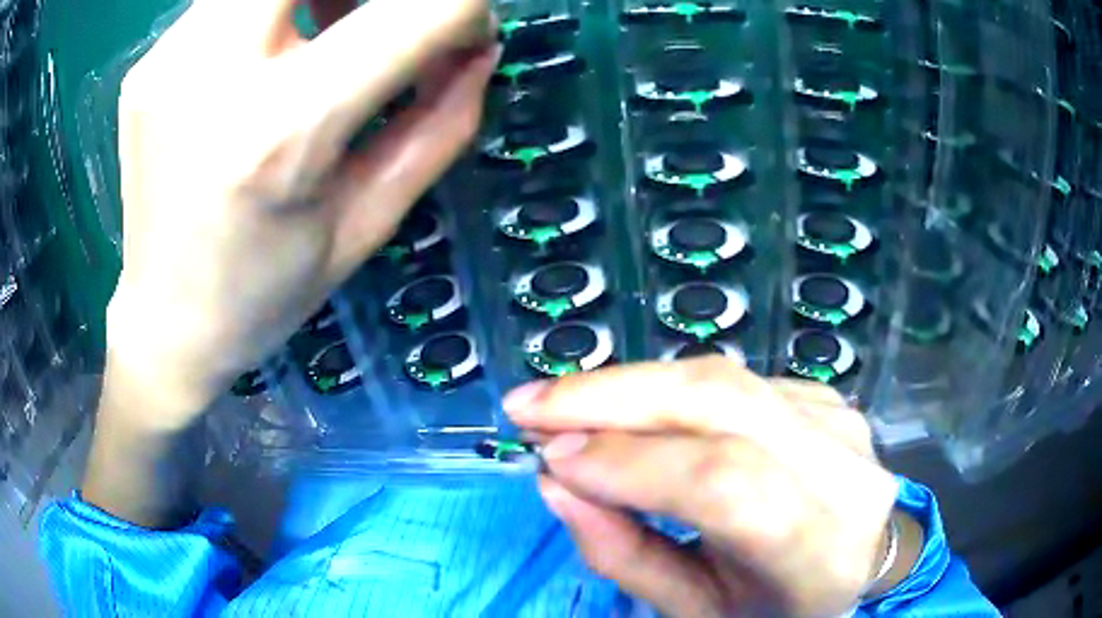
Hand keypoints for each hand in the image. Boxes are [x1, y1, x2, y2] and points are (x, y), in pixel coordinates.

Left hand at [106, 0, 496, 427]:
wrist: (164, 322)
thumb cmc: (266, 291)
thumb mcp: (368, 223)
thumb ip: (439, 125)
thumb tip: (478, 47)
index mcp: (283, 132)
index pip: (414, 12)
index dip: (463, 9)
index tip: (464, 33)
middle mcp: (216, 73)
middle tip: (387, 19)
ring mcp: (170, 58)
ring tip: (326, 27)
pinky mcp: (149, 61)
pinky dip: (270, 5)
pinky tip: (265, 53)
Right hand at [505, 357, 900, 617]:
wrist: (857, 565)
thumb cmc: (776, 608)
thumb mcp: (697, 611)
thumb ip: (624, 555)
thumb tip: (556, 480)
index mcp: (820, 551)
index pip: (726, 485)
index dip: (629, 463)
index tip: (549, 457)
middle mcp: (843, 471)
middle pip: (723, 403)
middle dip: (612, 395)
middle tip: (530, 403)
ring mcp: (840, 421)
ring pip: (723, 379)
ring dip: (630, 386)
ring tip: (561, 404)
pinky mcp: (825, 398)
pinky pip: (734, 382)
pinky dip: (669, 393)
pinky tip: (632, 414)